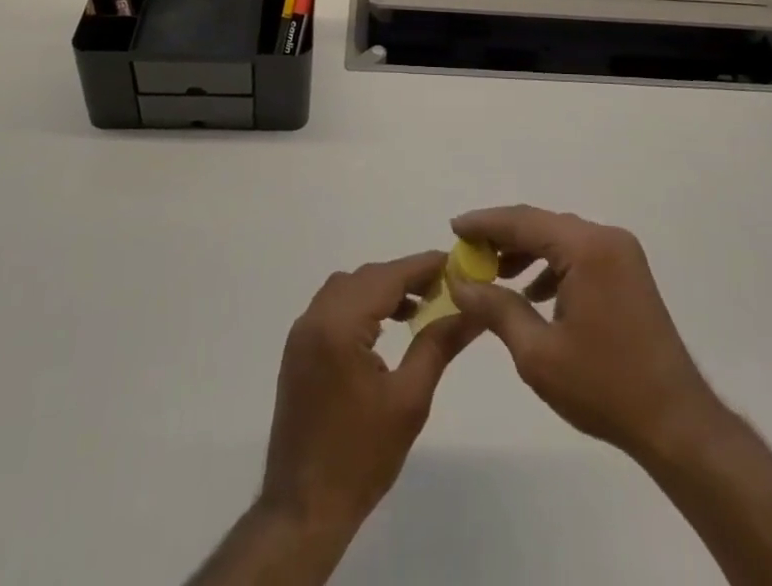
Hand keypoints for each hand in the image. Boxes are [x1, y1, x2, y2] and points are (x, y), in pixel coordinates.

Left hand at [259, 252, 482, 535]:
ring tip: (419, 307)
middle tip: (443, 287)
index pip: (387, 277)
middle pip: (366, 278)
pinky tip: (385, 328)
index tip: (455, 261)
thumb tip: (473, 312)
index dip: (422, 266)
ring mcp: (301, 334)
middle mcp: (315, 318)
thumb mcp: (409, 400)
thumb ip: (438, 345)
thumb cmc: (361, 457)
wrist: (303, 510)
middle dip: (404, 277)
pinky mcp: (298, 351)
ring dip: (381, 289)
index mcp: (339, 325)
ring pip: (347, 289)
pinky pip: (332, 308)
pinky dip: (361, 306)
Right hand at [448, 206, 717, 464]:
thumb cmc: (604, 387)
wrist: (675, 423)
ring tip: (493, 274)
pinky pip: (579, 255)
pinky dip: (551, 266)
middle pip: (542, 225)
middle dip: (503, 238)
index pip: (524, 221)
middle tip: (467, 253)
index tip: (454, 228)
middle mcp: (606, 238)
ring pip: (560, 239)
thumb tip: (459, 282)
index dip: (485, 223)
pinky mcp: (628, 273)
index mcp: (587, 247)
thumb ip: (496, 308)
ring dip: (526, 252)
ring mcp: (621, 254)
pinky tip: (533, 293)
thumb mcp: (537, 352)